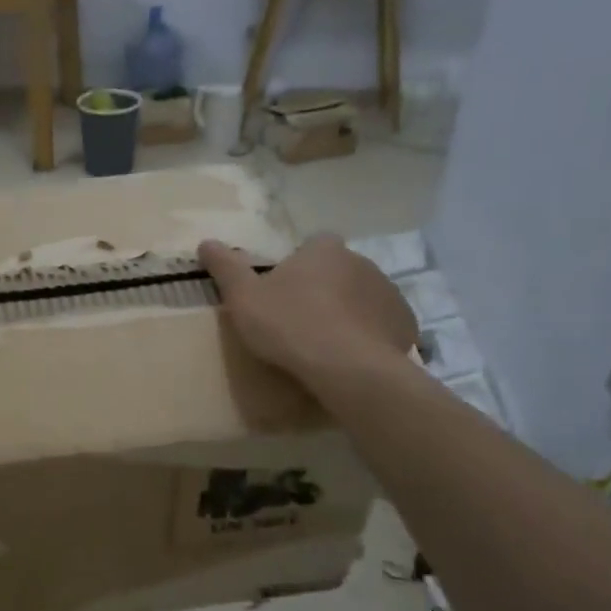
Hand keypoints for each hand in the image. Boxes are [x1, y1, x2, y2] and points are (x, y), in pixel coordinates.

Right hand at [198, 234, 417, 381]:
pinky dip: (369, 336)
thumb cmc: (289, 325)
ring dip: (348, 313)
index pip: (313, 244)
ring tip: (325, 345)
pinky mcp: (405, 324)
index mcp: (323, 250)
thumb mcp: (243, 297)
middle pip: (339, 271)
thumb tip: (206, 242)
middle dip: (324, 289)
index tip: (284, 290)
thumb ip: (225, 267)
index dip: (299, 264)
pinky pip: (382, 325)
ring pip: (362, 297)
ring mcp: (388, 293)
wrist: (347, 368)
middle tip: (300, 320)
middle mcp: (361, 262)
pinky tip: (351, 359)